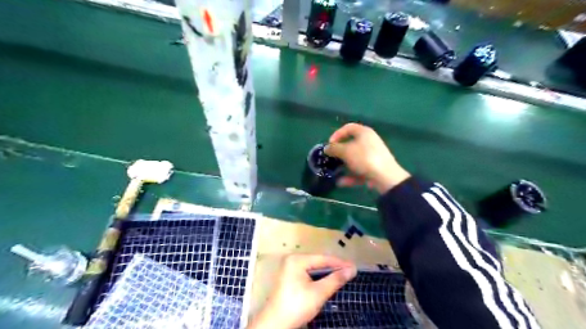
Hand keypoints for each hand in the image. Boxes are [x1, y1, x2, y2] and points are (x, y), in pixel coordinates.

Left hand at [248, 254, 356, 328]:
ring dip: (327, 272)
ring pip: (313, 268)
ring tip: (342, 275)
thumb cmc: (297, 306)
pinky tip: (328, 280)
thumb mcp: (319, 293)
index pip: (323, 258)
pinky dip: (318, 277)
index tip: (354, 267)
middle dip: (334, 267)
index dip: (340, 263)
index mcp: (297, 260)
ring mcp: (289, 268)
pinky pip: (308, 273)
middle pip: (318, 261)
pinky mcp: (289, 277)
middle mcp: (292, 259)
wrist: (276, 324)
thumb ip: (335, 279)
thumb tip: (352, 269)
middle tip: (350, 271)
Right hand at [325, 122, 410, 193]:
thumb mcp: (345, 151)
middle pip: (351, 144)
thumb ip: (334, 148)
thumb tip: (327, 148)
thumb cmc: (364, 158)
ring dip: (344, 166)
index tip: (329, 144)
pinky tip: (341, 183)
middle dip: (339, 152)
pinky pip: (360, 170)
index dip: (337, 134)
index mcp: (364, 133)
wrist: (386, 177)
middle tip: (331, 158)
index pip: (348, 127)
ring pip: (355, 159)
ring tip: (334, 172)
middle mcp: (370, 142)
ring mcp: (373, 156)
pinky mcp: (375, 169)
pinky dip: (351, 176)